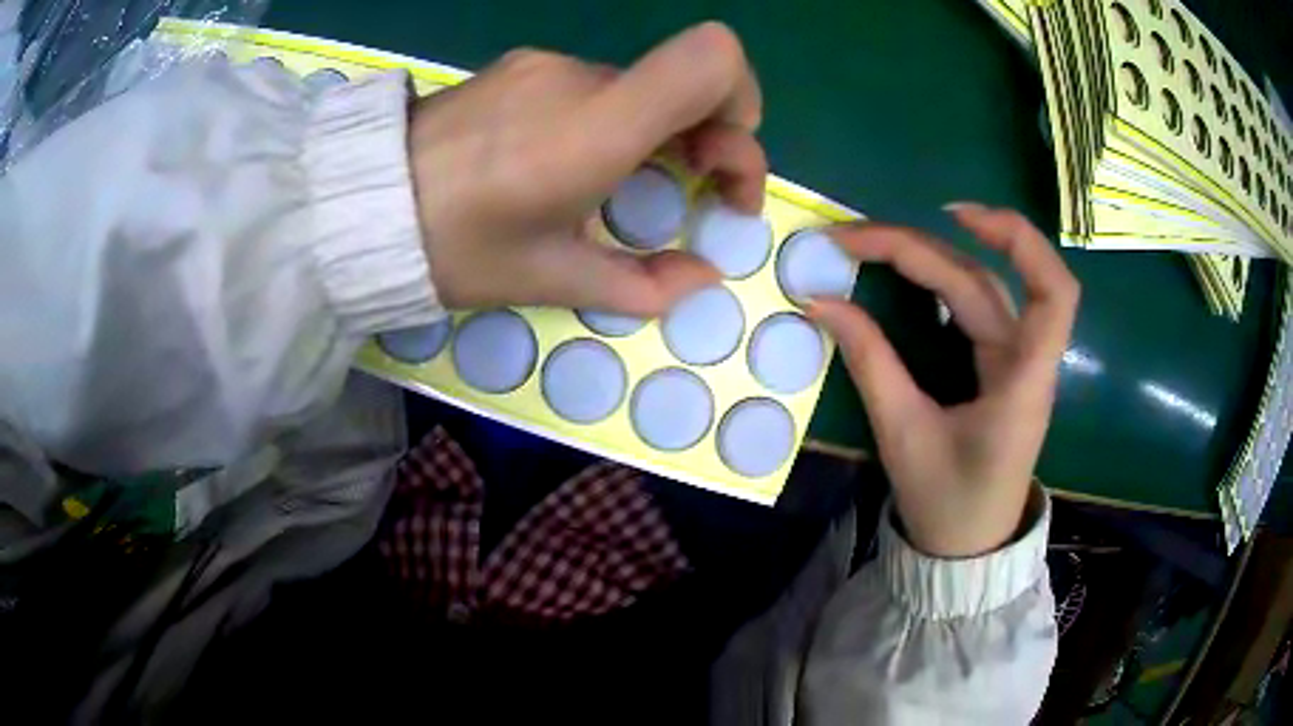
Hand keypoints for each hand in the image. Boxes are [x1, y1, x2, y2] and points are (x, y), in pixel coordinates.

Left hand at [408, 22, 765, 314]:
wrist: (359, 205)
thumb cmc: (453, 248)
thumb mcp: (548, 279)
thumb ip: (641, 281)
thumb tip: (702, 279)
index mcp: (597, 127)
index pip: (711, 59)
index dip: (742, 103)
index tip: (721, 164)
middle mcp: (581, 77)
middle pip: (685, 79)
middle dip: (709, 136)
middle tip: (692, 192)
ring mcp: (545, 65)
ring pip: (639, 87)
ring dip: (654, 131)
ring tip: (614, 183)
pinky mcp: (519, 66)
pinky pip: (593, 85)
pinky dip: (610, 119)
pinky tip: (566, 159)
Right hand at [809, 204, 1079, 557]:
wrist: (967, 545)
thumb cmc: (947, 501)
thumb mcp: (903, 435)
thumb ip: (870, 363)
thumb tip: (820, 302)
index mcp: (1022, 382)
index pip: (1053, 292)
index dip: (1017, 240)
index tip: (954, 216)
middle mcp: (1026, 359)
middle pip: (983, 279)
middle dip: (917, 249)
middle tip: (848, 240)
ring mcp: (1013, 360)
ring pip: (977, 287)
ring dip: (926, 257)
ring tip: (868, 244)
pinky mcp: (998, 365)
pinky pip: (973, 307)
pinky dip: (940, 279)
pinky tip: (910, 269)